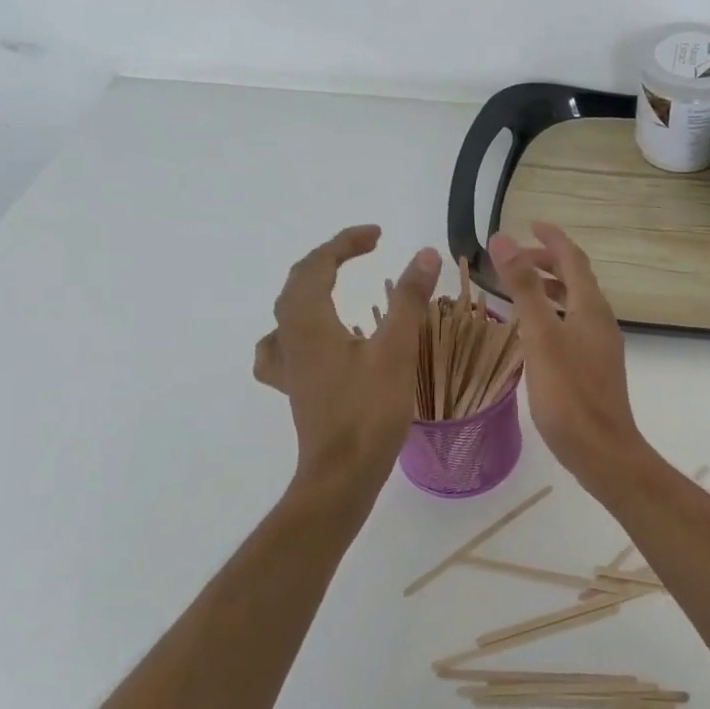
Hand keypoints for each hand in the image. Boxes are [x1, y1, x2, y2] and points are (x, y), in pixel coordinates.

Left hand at [255, 226, 441, 490]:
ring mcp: (289, 365)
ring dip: (311, 288)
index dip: (346, 242)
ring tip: (334, 284)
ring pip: (288, 311)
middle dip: (330, 258)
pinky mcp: (296, 387)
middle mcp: (290, 337)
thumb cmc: (369, 411)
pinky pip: (284, 347)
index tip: (379, 234)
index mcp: (309, 321)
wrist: (342, 474)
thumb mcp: (396, 350)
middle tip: (364, 250)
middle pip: (299, 282)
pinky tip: (311, 342)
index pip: (319, 264)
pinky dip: (297, 330)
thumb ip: (409, 298)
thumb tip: (425, 253)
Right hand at [489, 223, 650, 492]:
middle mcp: (600, 321)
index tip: (529, 223)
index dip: (552, 238)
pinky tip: (532, 333)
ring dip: (549, 289)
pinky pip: (572, 326)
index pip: (573, 258)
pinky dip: (551, 315)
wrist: (601, 449)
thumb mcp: (540, 336)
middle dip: (547, 262)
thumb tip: (504, 240)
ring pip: (574, 304)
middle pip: (576, 279)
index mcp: (591, 307)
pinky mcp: (594, 368)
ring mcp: (600, 345)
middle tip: (515, 258)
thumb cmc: (568, 394)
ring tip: (518, 289)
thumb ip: (523, 287)